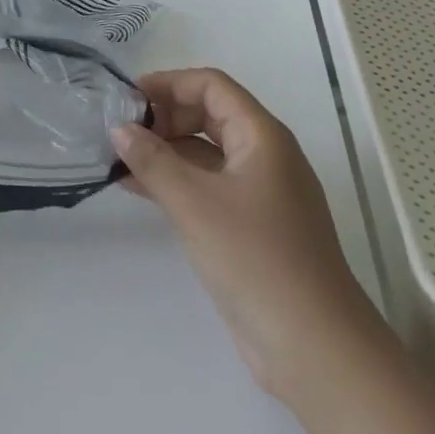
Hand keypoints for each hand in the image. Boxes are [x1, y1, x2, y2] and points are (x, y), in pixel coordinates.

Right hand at [111, 68, 382, 407]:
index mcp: (262, 137)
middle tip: (120, 133)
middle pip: (209, 115)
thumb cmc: (257, 260)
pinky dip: (175, 181)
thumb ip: (152, 160)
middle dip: (164, 117)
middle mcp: (265, 156)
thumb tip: (119, 128)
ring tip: (118, 161)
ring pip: (206, 153)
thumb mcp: (195, 204)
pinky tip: (138, 190)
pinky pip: (208, 186)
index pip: (211, 86)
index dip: (168, 83)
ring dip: (165, 151)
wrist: (316, 350)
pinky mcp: (252, 227)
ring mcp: (260, 194)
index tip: (127, 98)